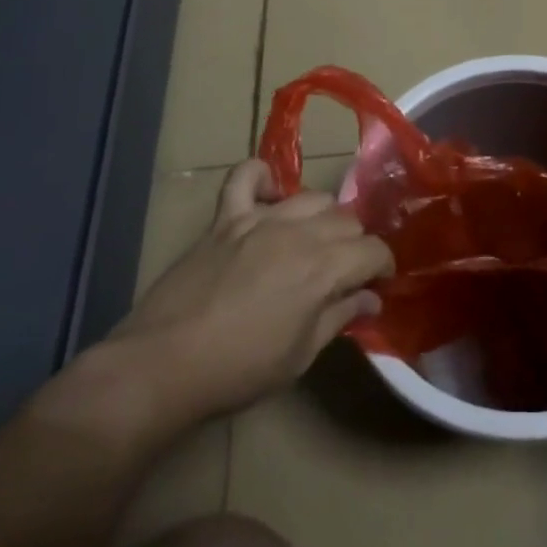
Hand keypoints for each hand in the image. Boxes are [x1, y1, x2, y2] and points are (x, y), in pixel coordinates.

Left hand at [84, 159, 393, 438]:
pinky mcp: (226, 218)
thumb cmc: (239, 370)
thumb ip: (340, 317)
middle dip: (354, 244)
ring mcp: (260, 219)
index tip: (377, 282)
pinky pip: (245, 176)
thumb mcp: (301, 355)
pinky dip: (261, 177)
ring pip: (311, 197)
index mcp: (324, 268)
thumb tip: (371, 298)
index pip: (373, 250)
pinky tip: (268, 195)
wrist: (164, 365)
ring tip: (311, 241)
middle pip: (347, 219)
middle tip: (342, 271)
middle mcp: (300, 232)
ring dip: (321, 217)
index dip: (382, 266)